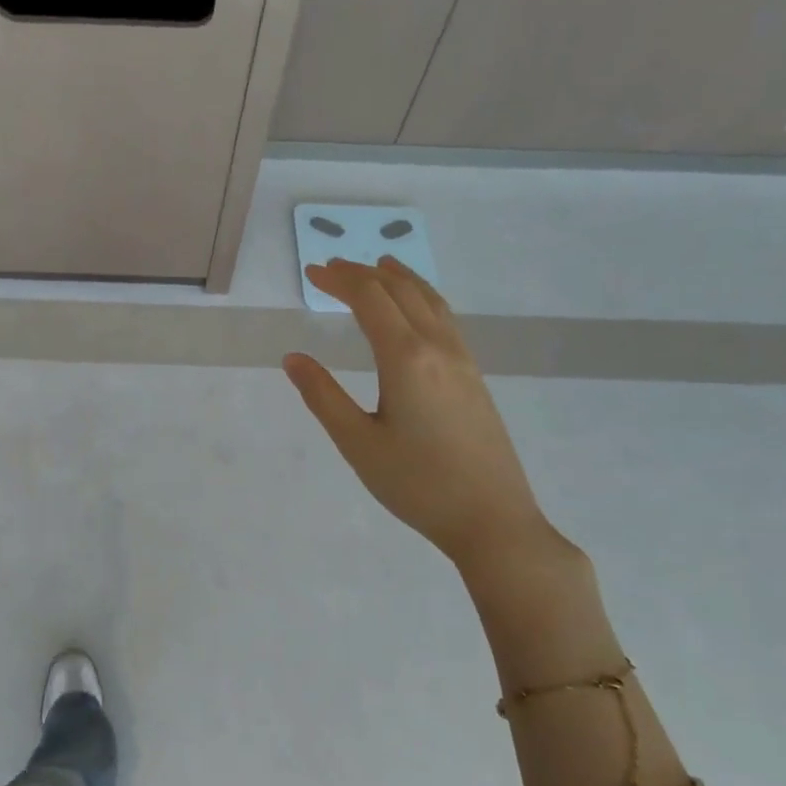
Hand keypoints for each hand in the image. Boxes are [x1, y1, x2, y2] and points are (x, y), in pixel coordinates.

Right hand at [284, 257, 558, 572]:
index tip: (311, 272)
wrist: (492, 520)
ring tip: (377, 266)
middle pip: (400, 291)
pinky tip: (415, 309)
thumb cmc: (417, 484)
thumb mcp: (357, 443)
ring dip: (398, 278)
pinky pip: (444, 318)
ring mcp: (462, 360)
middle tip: (330, 269)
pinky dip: (421, 297)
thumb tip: (292, 358)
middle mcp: (438, 347)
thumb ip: (322, 396)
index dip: (338, 280)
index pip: (370, 299)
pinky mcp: (473, 376)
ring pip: (429, 300)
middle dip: (363, 273)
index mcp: (406, 358)